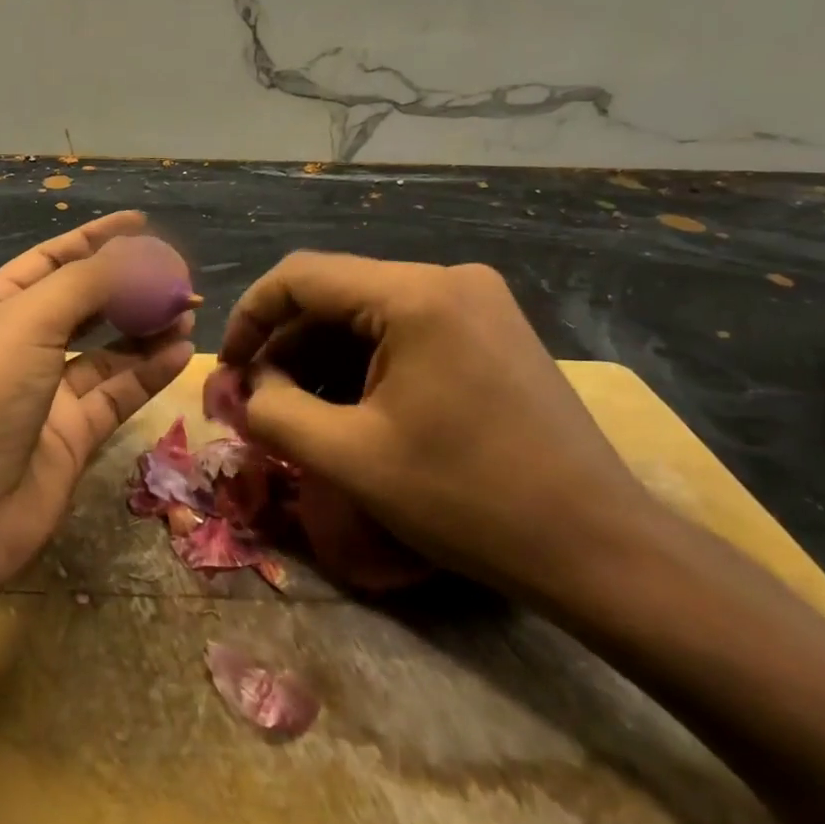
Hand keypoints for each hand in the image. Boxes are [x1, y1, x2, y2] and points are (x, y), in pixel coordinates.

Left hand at [0, 211, 194, 587]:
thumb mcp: (29, 321)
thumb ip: (87, 283)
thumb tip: (137, 254)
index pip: (53, 259)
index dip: (95, 239)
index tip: (140, 223)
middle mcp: (24, 344)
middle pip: (86, 303)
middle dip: (130, 285)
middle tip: (178, 275)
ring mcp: (50, 391)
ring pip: (109, 349)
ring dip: (147, 327)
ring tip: (188, 309)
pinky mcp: (74, 433)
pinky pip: (119, 392)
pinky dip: (149, 371)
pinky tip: (181, 351)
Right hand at [219, 253, 657, 600]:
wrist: (598, 547)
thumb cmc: (468, 499)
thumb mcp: (349, 458)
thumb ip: (274, 413)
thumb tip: (244, 389)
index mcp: (416, 294)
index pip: (300, 277)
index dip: (248, 317)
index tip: (226, 370)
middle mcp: (449, 279)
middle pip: (334, 294)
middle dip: (284, 346)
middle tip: (256, 401)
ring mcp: (476, 303)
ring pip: (366, 315)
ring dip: (320, 359)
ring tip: (296, 412)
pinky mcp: (490, 331)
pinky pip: (403, 331)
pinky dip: (362, 364)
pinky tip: (347, 408)